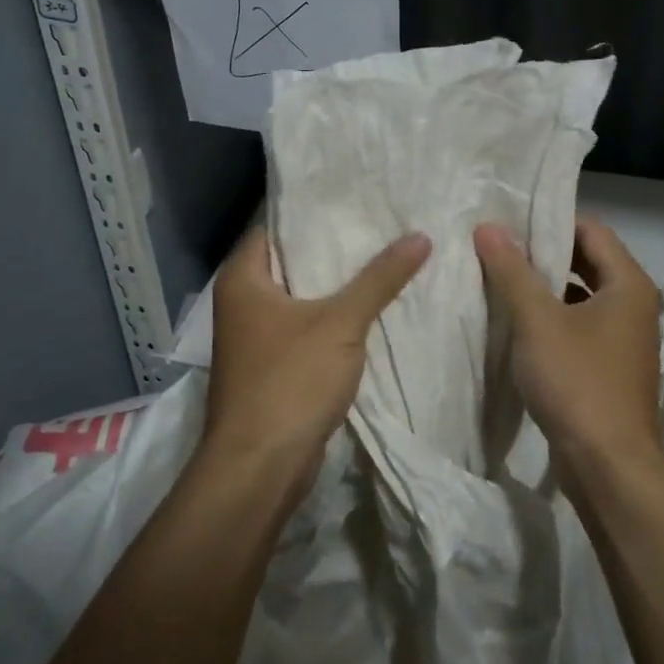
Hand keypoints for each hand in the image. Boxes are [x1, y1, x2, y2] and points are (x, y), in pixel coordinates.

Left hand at [202, 226, 430, 493]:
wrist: (260, 468)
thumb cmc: (289, 381)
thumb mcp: (341, 324)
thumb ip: (379, 278)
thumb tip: (421, 236)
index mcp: (243, 278)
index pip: (275, 225)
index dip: (313, 209)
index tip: (354, 195)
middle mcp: (242, 301)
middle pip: (291, 260)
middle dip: (333, 246)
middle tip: (379, 223)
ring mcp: (255, 336)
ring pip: (301, 296)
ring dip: (336, 283)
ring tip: (384, 255)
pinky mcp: (272, 365)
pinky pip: (305, 326)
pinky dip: (332, 316)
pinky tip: (370, 306)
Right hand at [474, 218, 663, 473]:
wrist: (608, 466)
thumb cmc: (577, 381)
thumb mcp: (537, 321)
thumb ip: (512, 271)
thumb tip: (488, 227)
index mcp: (628, 284)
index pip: (591, 230)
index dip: (551, 220)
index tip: (511, 219)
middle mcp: (633, 306)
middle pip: (588, 261)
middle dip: (544, 253)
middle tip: (499, 244)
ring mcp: (624, 339)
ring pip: (581, 296)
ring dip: (545, 287)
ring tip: (501, 277)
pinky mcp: (609, 367)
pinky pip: (579, 326)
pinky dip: (552, 318)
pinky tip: (517, 323)